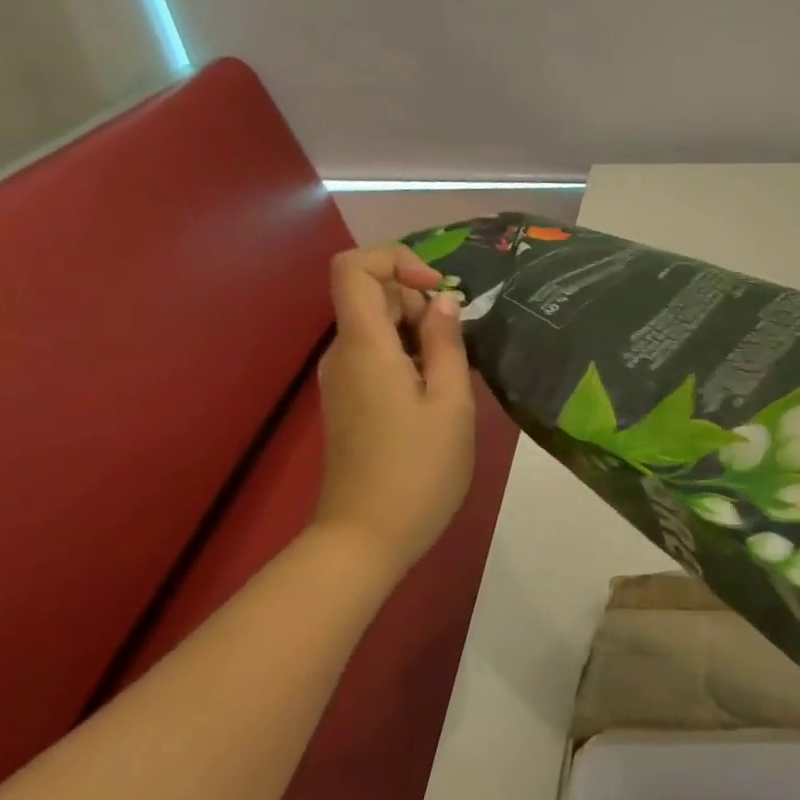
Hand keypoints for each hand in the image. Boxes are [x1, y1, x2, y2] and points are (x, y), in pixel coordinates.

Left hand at [313, 247, 475, 572]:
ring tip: (453, 379)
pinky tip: (435, 398)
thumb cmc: (419, 470)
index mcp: (365, 347)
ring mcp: (342, 381)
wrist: (366, 538)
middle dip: (419, 305)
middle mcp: (343, 355)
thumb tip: (444, 302)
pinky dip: (408, 359)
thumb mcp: (450, 404)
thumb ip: (447, 345)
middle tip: (458, 348)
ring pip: (377, 329)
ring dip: (419, 336)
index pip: (353, 268)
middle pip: (370, 297)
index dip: (396, 261)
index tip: (438, 292)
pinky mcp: (349, 404)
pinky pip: (376, 358)